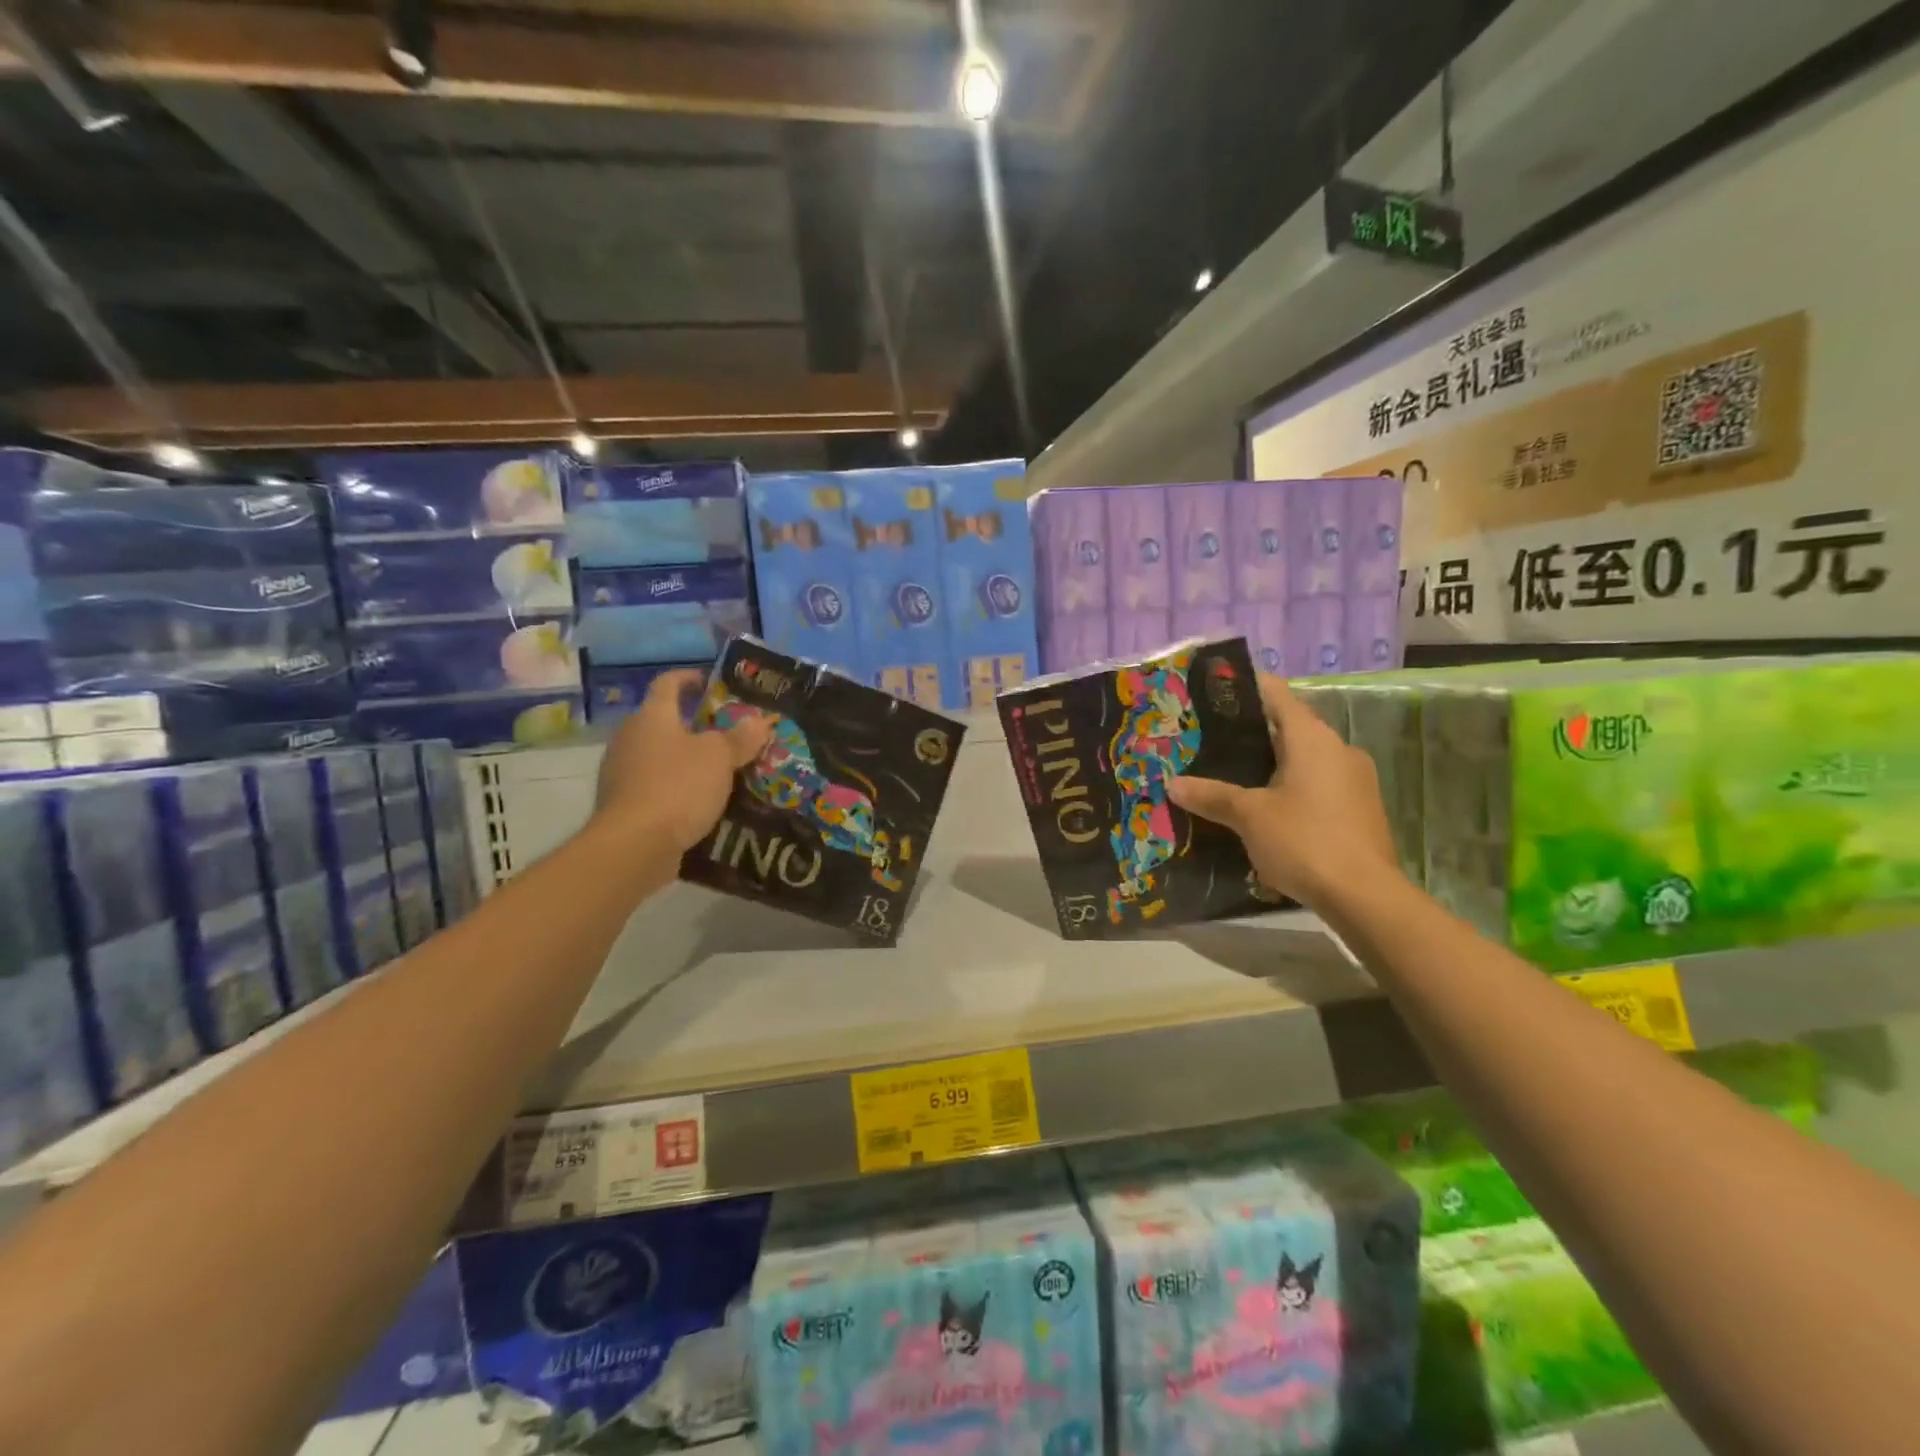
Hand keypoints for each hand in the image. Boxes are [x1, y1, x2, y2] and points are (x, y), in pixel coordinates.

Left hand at [595, 669, 770, 852]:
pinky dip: (676, 788)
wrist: (634, 845)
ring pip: (659, 756)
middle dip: (694, 726)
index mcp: (652, 716)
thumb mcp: (720, 758)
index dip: (689, 678)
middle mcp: (630, 738)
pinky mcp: (623, 804)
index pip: (668, 683)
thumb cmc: (678, 787)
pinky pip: (655, 786)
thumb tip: (760, 720)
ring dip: (686, 759)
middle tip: (728, 733)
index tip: (709, 682)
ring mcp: (622, 772)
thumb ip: (740, 738)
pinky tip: (700, 802)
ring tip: (720, 771)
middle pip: (663, 721)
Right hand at [1168, 673, 1400, 907]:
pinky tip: (1265, 806)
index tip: (1215, 690)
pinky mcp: (1360, 808)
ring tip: (1231, 772)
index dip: (1246, 687)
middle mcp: (1338, 748)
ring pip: (1305, 757)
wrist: (1365, 896)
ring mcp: (1354, 779)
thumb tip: (1172, 783)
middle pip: (1290, 726)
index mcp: (1312, 738)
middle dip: (1252, 730)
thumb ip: (1211, 795)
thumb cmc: (1304, 840)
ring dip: (1273, 761)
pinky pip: (1318, 783)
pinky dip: (1291, 785)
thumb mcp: (1248, 816)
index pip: (1276, 694)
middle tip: (1211, 737)